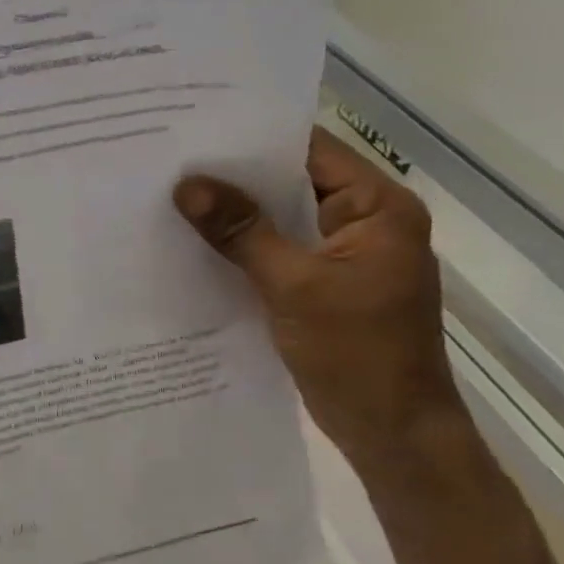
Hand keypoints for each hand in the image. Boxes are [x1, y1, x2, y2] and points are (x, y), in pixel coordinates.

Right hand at [173, 127, 462, 478]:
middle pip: (291, 181)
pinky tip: (195, 241)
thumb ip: (241, 232)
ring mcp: (343, 255)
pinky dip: (242, 245)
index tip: (194, 128)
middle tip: (170, 159)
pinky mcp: (322, 284)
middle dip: (234, 174)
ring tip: (172, 193)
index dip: (254, 136)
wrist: (394, 435)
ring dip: (235, 211)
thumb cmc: (358, 354)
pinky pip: (276, 250)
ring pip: (280, 218)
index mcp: (377, 208)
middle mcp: (363, 221)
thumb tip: (186, 185)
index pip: (310, 150)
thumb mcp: (294, 286)